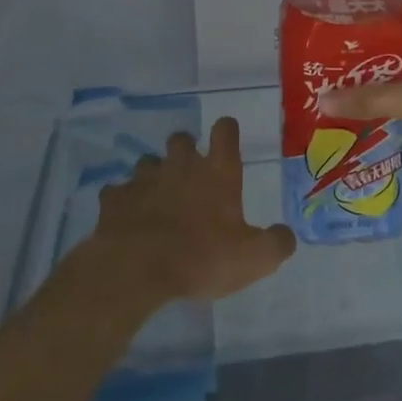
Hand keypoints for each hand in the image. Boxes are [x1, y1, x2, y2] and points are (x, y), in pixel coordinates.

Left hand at [85, 116, 295, 304]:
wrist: (137, 270)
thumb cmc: (202, 258)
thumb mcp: (254, 258)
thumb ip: (276, 243)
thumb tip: (286, 235)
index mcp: (217, 172)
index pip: (225, 130)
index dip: (227, 131)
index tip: (227, 139)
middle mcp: (181, 165)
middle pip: (181, 139)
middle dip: (185, 150)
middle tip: (190, 174)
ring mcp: (144, 178)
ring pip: (148, 162)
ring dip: (154, 175)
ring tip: (158, 198)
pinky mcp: (115, 198)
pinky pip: (119, 192)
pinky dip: (124, 201)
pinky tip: (128, 218)